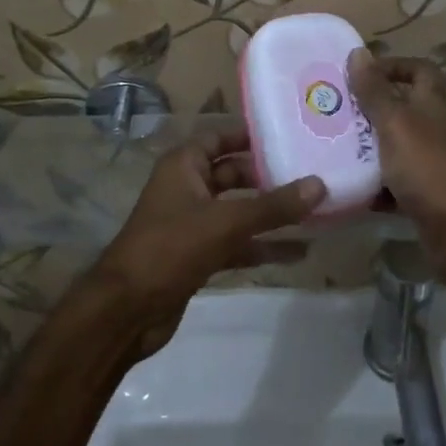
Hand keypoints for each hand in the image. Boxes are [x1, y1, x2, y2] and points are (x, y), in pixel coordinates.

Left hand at [90, 127, 325, 357]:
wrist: (126, 311)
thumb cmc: (170, 248)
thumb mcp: (225, 222)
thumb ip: (273, 206)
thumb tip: (319, 185)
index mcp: (184, 165)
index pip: (221, 136)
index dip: (252, 135)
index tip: (291, 134)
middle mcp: (188, 188)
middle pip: (235, 174)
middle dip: (270, 176)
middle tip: (313, 173)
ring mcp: (193, 224)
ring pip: (239, 211)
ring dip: (271, 214)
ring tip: (316, 211)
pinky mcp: (199, 256)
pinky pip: (237, 242)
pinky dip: (262, 245)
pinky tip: (297, 251)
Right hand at [345, 50, 445, 263]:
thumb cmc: (427, 166)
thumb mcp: (395, 122)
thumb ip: (375, 91)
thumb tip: (358, 52)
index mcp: (430, 104)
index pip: (420, 70)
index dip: (395, 65)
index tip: (361, 73)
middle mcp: (431, 129)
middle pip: (400, 108)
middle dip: (368, 108)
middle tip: (332, 110)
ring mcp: (427, 163)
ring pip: (391, 145)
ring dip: (365, 146)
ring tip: (329, 144)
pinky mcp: (420, 194)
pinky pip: (390, 181)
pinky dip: (371, 183)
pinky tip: (345, 183)